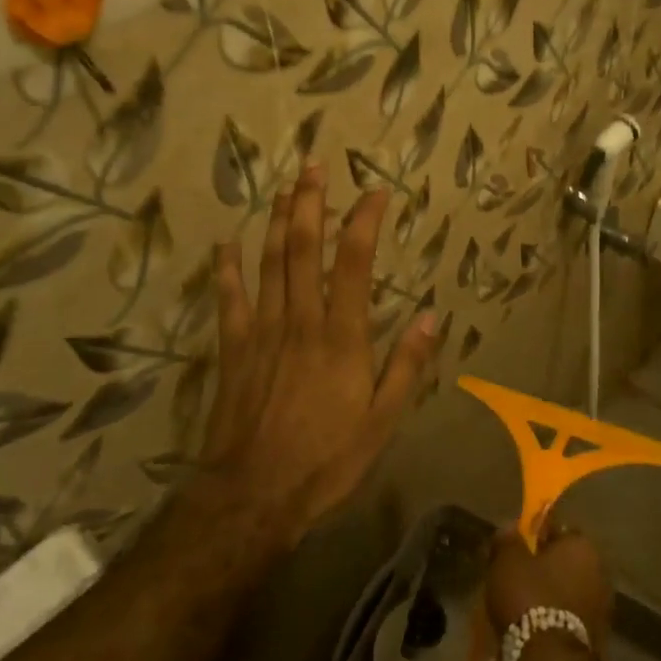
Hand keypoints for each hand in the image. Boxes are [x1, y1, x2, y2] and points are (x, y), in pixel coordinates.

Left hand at [200, 162, 437, 545]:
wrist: (255, 494)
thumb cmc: (327, 459)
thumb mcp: (383, 421)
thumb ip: (407, 366)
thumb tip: (432, 318)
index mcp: (341, 336)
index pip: (353, 263)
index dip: (364, 221)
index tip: (375, 192)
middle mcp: (301, 320)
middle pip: (304, 248)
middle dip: (310, 203)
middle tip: (314, 167)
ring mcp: (263, 331)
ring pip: (269, 263)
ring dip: (278, 221)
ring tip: (285, 188)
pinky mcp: (234, 348)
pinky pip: (230, 300)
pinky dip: (228, 270)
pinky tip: (227, 244)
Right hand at [487, 527, 613, 642]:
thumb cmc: (530, 598)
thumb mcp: (507, 560)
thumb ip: (509, 539)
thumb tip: (511, 527)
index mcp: (583, 546)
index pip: (558, 531)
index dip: (534, 538)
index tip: (516, 550)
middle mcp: (600, 572)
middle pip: (565, 563)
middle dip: (544, 569)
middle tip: (517, 578)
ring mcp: (603, 608)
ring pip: (569, 592)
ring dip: (551, 596)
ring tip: (523, 607)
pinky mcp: (599, 640)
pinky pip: (571, 618)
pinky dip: (556, 620)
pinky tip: (535, 628)